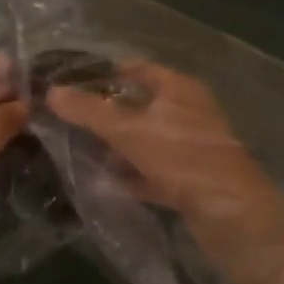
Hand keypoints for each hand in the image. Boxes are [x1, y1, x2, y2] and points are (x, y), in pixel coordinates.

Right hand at [45, 63, 283, 228]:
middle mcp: (189, 111)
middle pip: (142, 105)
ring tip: (83, 151)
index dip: (107, 73)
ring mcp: (194, 147)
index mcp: (179, 87)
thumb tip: (51, 91)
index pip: (138, 69)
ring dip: (120, 146)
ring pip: (148, 140)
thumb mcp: (128, 130)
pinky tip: (107, 183)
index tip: (75, 82)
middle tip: (73, 119)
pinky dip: (134, 175)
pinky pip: (156, 170)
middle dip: (109, 113)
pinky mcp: (194, 180)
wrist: (232, 214)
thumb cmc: (181, 157)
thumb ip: (89, 111)